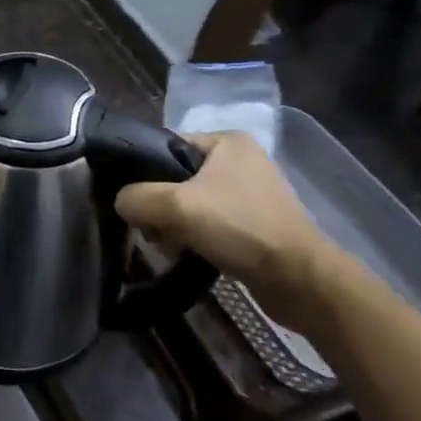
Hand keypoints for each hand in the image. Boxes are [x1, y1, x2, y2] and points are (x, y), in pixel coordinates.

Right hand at [114, 131, 323, 301]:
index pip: (165, 147)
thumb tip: (121, 202)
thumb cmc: (238, 228)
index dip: (143, 172)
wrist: (299, 279)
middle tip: (153, 230)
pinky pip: (209, 223)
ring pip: (190, 204)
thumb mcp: (175, 206)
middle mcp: (240, 160)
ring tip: (170, 246)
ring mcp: (250, 193)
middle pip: (175, 178)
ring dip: (173, 225)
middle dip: (159, 206)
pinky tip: (187, 254)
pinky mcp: (255, 223)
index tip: (133, 201)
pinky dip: (194, 237)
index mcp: (226, 141)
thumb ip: (136, 197)